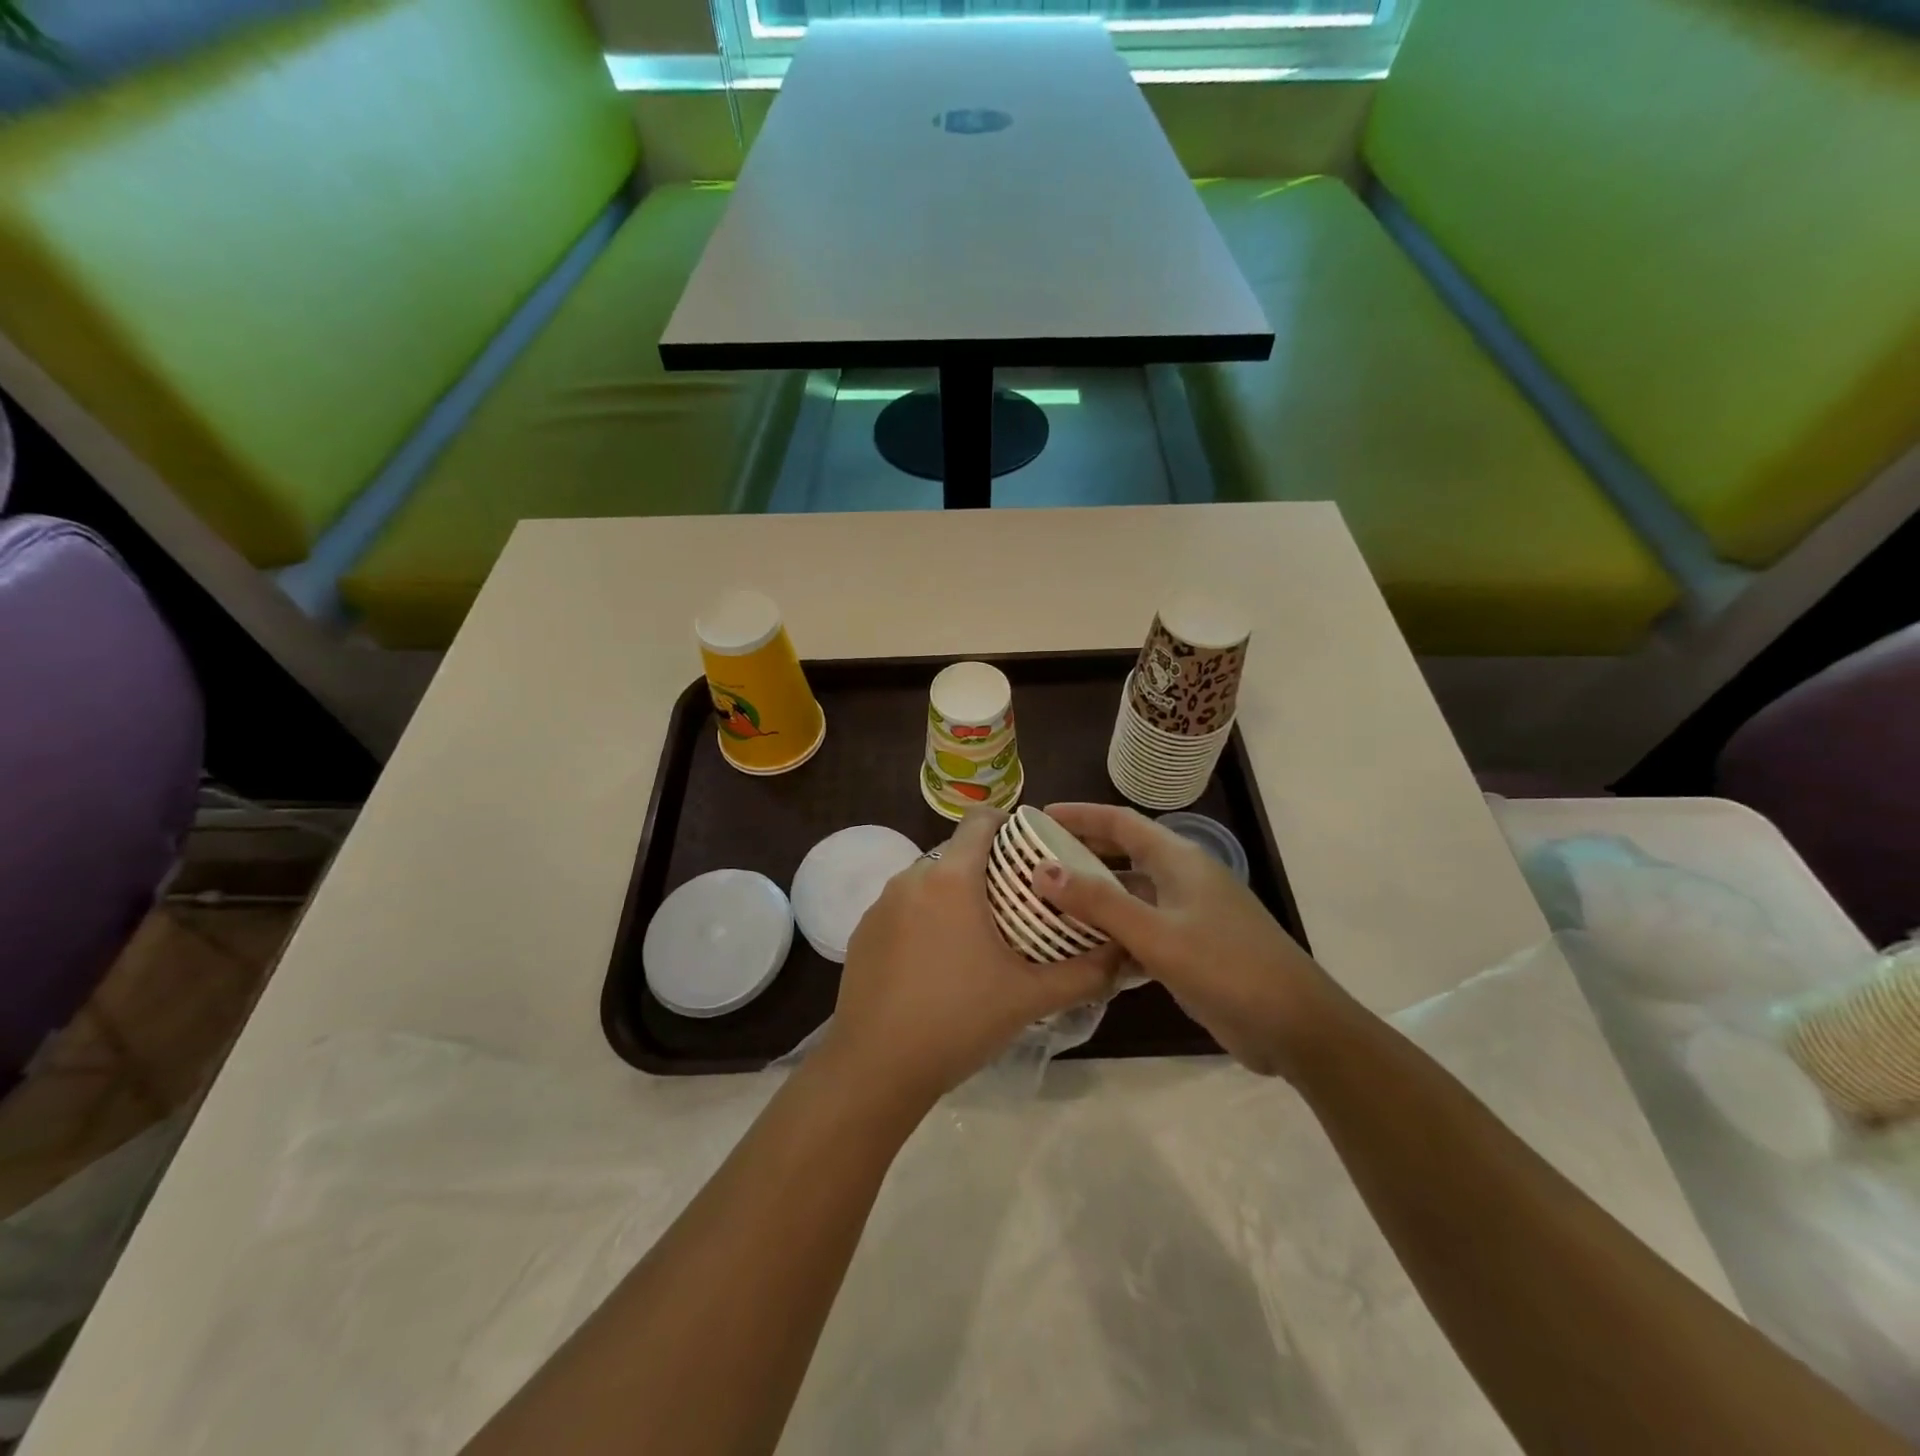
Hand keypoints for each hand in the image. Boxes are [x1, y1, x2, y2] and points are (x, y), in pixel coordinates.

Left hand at [821, 808, 1122, 1112]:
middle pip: (956, 853)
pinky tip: (939, 964)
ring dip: (956, 896)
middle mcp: (911, 878)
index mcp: (951, 878)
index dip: (1009, 824)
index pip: (980, 820)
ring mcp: (881, 905)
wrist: (876, 1068)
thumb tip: (1124, 954)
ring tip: (981, 936)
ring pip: (929, 882)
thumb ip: (1084, 973)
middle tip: (1019, 904)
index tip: (1031, 850)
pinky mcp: (863, 932)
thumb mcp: (1030, 997)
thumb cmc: (958, 1020)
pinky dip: (926, 920)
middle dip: (988, 869)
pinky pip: (904, 909)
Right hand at [1035, 803, 1343, 1078]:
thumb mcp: (1157, 933)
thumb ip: (1100, 902)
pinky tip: (1081, 952)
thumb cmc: (1227, 966)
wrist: (1295, 1026)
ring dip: (1093, 898)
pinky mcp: (1189, 949)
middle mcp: (1182, 879)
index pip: (1120, 822)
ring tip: (1047, 906)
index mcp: (1178, 860)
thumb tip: (1042, 871)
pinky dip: (1111, 935)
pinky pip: (1140, 930)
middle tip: (1034, 863)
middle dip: (1080, 854)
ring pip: (1130, 896)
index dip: (1079, 815)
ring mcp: (1188, 915)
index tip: (1038, 817)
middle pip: (1123, 854)